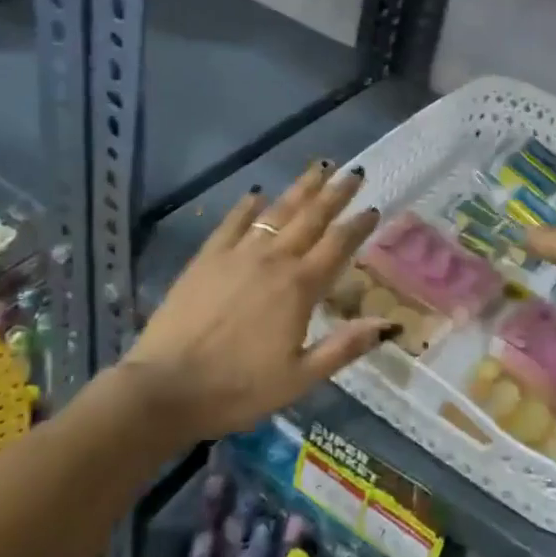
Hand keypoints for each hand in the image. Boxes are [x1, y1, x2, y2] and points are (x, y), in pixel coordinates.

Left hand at [124, 162, 392, 439]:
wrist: (166, 388)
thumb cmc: (239, 389)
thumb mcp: (301, 378)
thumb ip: (345, 347)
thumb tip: (389, 323)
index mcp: (300, 288)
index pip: (338, 246)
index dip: (358, 225)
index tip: (374, 207)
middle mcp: (273, 260)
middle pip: (312, 218)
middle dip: (336, 194)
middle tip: (354, 171)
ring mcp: (237, 254)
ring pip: (276, 212)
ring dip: (300, 189)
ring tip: (318, 168)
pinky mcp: (207, 258)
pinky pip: (232, 223)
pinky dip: (247, 207)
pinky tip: (256, 194)